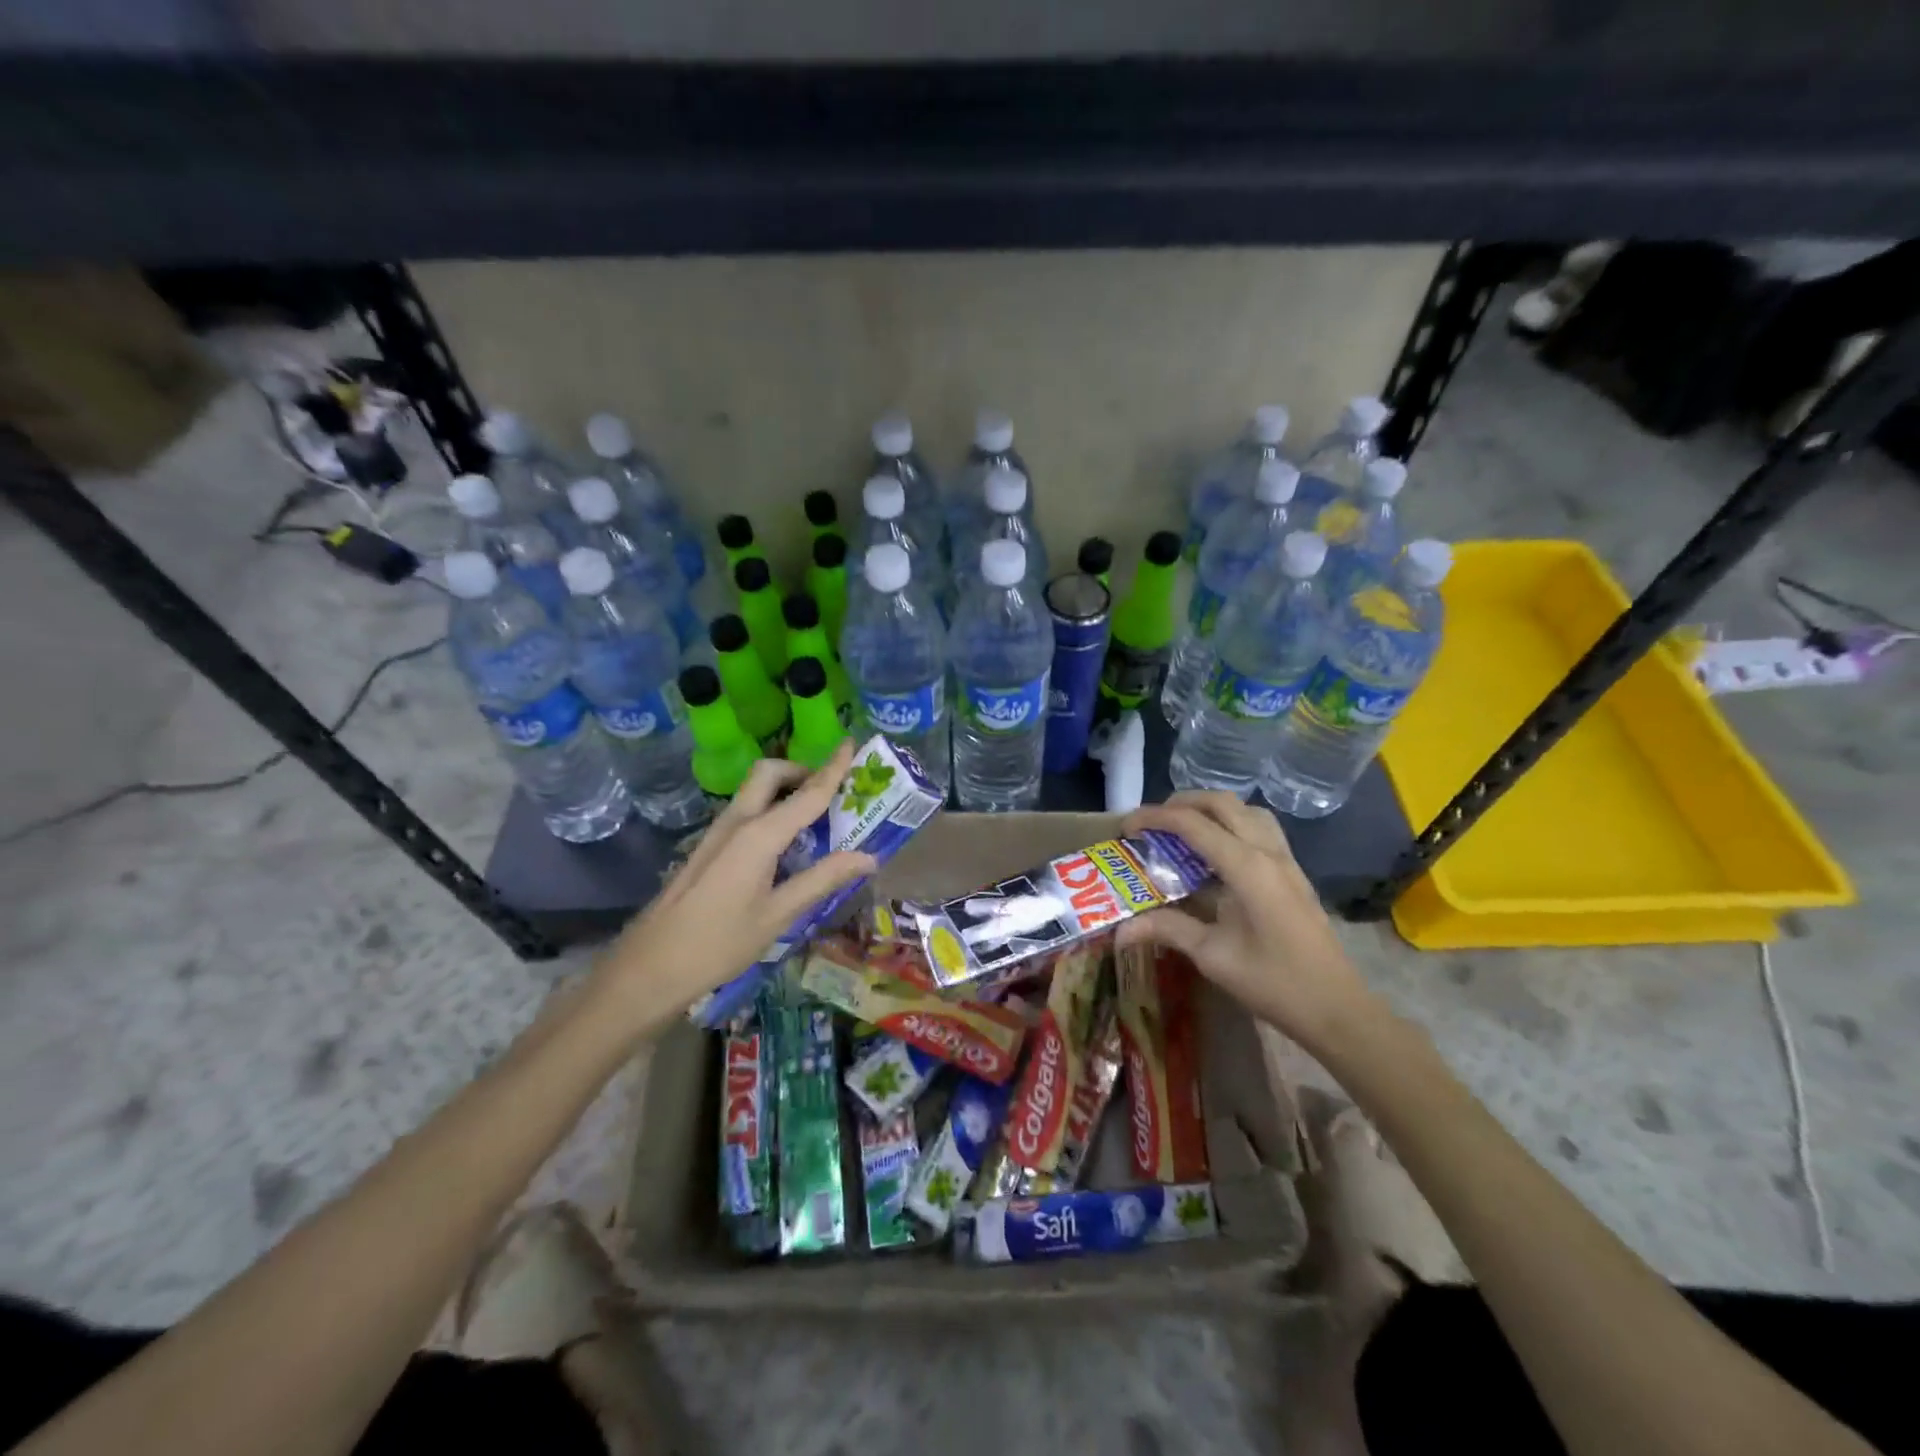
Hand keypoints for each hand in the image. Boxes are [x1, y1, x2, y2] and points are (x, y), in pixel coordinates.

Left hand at [592, 740, 875, 1029]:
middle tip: (832, 793)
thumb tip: (868, 857)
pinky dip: (772, 809)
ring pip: (755, 790)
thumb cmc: (719, 944)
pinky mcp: (708, 847)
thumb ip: (822, 879)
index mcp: (759, 835)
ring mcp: (718, 833)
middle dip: (802, 771)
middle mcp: (737, 822)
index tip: (852, 744)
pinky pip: (746, 811)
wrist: (649, 967)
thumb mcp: (778, 915)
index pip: (807, 793)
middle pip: (770, 773)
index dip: (833, 768)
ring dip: (786, 789)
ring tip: (817, 817)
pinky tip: (785, 844)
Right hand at [1119, 791, 1385, 1056]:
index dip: (1154, 818)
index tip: (1126, 827)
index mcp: (1247, 867)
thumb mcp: (1212, 956)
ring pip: (1246, 810)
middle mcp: (1268, 852)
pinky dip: (1232, 824)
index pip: (1193, 824)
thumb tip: (1119, 929)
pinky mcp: (1294, 872)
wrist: (1337, 1009)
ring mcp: (1286, 860)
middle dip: (1181, 803)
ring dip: (1211, 809)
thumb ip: (1166, 929)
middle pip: (1222, 803)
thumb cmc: (1274, 983)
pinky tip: (1216, 853)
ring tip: (1183, 830)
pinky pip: (1261, 828)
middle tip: (1152, 823)